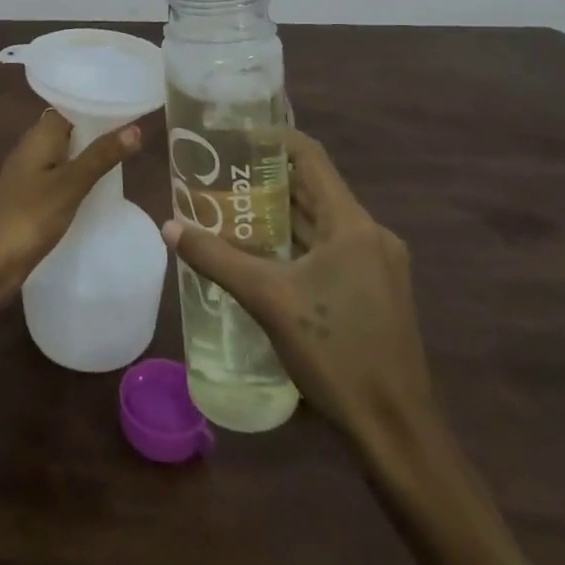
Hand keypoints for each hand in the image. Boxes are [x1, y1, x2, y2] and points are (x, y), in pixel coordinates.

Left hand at [0, 109, 145, 304]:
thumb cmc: (29, 217)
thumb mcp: (70, 185)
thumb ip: (101, 156)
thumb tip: (135, 127)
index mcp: (39, 136)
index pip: (70, 106)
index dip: (97, 105)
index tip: (129, 105)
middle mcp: (32, 148)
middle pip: (70, 130)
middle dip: (99, 130)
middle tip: (138, 132)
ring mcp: (30, 174)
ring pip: (66, 154)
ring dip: (91, 155)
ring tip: (128, 157)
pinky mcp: (31, 197)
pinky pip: (60, 176)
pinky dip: (80, 177)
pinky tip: (100, 189)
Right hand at [162, 127, 435, 443]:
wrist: (396, 432)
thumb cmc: (336, 353)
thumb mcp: (268, 299)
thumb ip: (217, 258)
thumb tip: (169, 227)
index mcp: (353, 225)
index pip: (311, 157)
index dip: (273, 137)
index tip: (234, 132)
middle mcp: (370, 235)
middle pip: (314, 188)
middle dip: (267, 178)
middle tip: (220, 171)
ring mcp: (377, 265)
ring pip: (321, 222)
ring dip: (280, 213)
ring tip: (231, 205)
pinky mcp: (376, 291)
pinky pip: (330, 249)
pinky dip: (296, 242)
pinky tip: (261, 252)